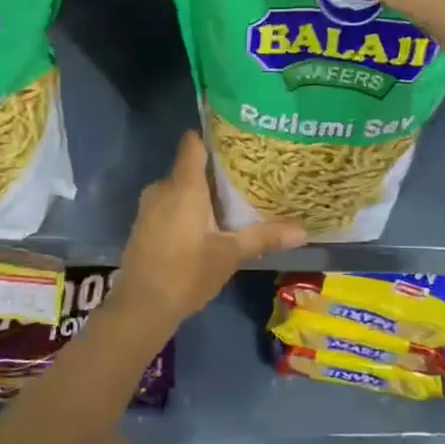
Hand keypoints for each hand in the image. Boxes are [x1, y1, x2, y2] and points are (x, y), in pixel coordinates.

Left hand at [112, 132, 305, 324]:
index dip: (212, 136)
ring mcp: (149, 207)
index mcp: (183, 186)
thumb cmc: (186, 273)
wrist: (141, 307)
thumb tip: (303, 231)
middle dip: (215, 172)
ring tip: (232, 201)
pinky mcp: (143, 226)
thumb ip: (264, 237)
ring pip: (179, 189)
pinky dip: (187, 209)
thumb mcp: (230, 255)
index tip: (237, 139)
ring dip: (201, 194)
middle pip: (190, 167)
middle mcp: (162, 188)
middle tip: (247, 176)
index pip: (193, 143)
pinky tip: (207, 225)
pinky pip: (169, 205)